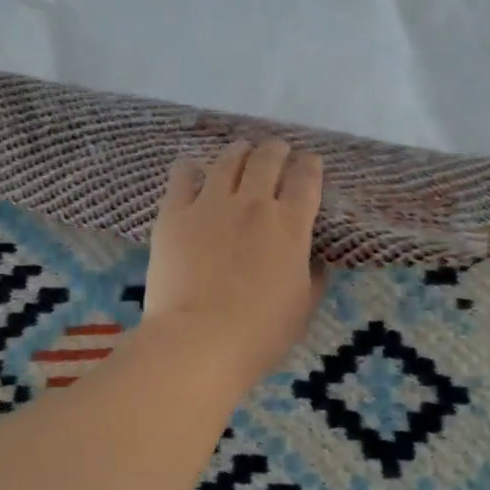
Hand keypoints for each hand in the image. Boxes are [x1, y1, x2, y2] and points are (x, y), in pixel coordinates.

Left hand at [144, 139, 325, 396]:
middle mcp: (253, 204)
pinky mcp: (174, 214)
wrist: (199, 340)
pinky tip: (191, 168)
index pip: (306, 181)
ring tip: (241, 151)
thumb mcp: (302, 307)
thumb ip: (313, 277)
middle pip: (267, 160)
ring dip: (239, 152)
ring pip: (228, 161)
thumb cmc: (260, 333)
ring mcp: (211, 204)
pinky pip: (182, 177)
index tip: (310, 161)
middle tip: (277, 150)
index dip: (310, 166)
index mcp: (290, 225)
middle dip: (276, 150)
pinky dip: (190, 169)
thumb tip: (315, 260)